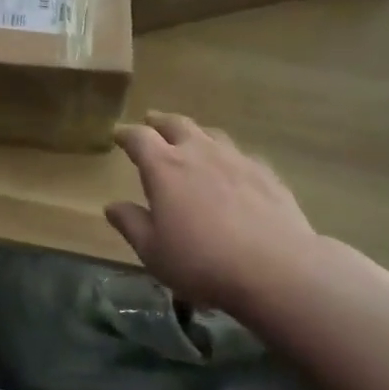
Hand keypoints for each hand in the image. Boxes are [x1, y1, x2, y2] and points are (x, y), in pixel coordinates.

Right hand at [106, 112, 323, 315]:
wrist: (276, 268)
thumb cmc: (202, 261)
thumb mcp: (153, 251)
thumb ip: (131, 224)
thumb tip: (112, 206)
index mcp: (164, 168)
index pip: (139, 138)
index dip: (126, 134)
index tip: (118, 134)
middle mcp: (198, 152)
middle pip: (176, 124)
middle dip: (160, 122)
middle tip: (151, 121)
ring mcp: (236, 159)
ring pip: (211, 134)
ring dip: (195, 134)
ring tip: (191, 140)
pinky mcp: (266, 173)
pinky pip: (240, 155)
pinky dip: (228, 156)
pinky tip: (232, 169)